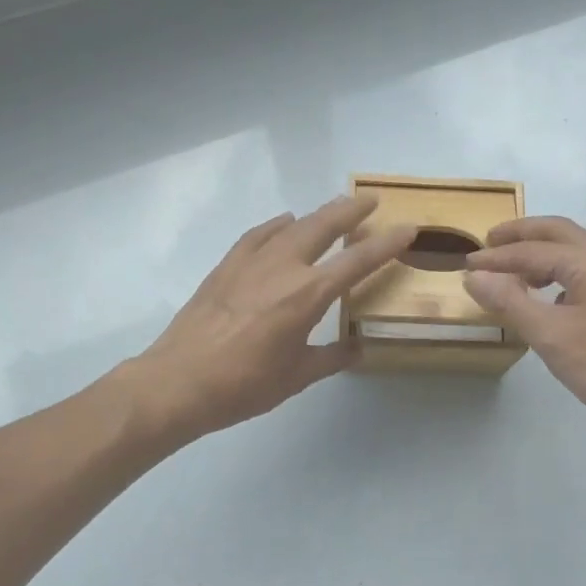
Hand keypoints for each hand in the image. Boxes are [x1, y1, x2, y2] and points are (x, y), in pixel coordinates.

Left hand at [131, 195, 417, 441]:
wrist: (178, 381)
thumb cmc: (243, 385)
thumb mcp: (296, 377)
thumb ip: (331, 358)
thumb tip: (357, 348)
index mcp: (308, 296)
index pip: (358, 261)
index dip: (387, 244)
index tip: (407, 228)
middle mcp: (284, 268)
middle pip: (324, 226)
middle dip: (351, 210)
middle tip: (370, 200)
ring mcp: (251, 262)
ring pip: (292, 225)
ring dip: (318, 214)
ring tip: (334, 208)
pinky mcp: (226, 265)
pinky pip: (258, 235)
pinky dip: (276, 225)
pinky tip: (283, 223)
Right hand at [464, 216, 585, 437]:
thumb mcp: (550, 335)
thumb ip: (509, 301)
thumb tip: (474, 276)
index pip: (532, 250)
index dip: (496, 257)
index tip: (465, 264)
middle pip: (558, 232)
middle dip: (521, 234)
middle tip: (489, 242)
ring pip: (574, 248)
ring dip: (541, 250)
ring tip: (512, 267)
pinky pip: (584, 269)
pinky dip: (557, 270)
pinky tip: (546, 295)